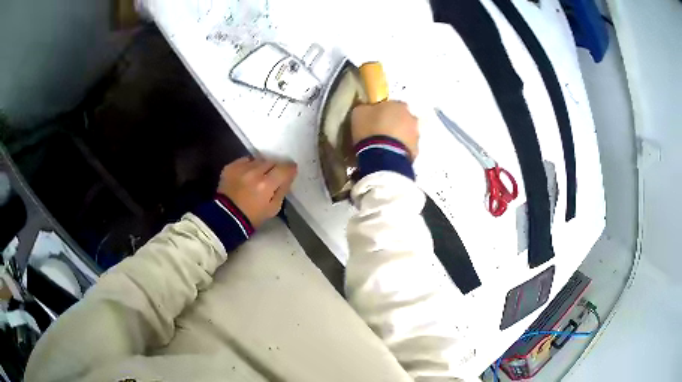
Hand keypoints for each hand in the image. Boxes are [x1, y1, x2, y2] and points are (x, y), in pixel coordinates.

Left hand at [218, 157, 297, 227]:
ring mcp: (241, 168)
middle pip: (271, 161)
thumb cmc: (252, 217)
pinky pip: (245, 160)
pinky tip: (246, 175)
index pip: (284, 168)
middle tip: (272, 177)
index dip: (290, 169)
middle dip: (274, 168)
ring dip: (261, 167)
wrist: (226, 217)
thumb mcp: (273, 208)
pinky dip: (248, 166)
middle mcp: (254, 172)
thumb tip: (288, 176)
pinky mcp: (230, 167)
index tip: (291, 171)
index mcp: (266, 184)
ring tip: (258, 176)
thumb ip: (283, 190)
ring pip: (258, 160)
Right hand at [351, 101, 419, 158]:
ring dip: (399, 137)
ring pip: (407, 133)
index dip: (384, 111)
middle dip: (394, 123)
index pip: (392, 104)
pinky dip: (400, 149)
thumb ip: (366, 108)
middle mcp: (411, 117)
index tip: (375, 118)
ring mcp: (416, 135)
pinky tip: (390, 154)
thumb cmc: (370, 129)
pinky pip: (407, 147)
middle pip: (402, 118)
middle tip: (381, 132)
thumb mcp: (359, 113)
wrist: (383, 156)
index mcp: (398, 105)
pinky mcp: (416, 151)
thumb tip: (367, 109)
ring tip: (385, 145)